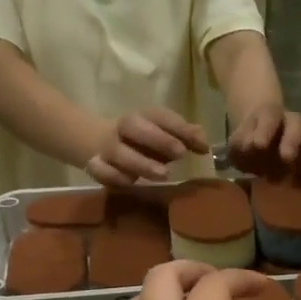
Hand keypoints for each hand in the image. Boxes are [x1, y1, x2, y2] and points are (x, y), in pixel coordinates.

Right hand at [87, 109, 207, 187]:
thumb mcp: (163, 135)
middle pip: (134, 126)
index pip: (160, 116)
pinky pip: (102, 171)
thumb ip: (184, 138)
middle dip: (158, 139)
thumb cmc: (142, 141)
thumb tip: (205, 145)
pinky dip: (116, 177)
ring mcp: (107, 147)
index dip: (180, 128)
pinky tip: (132, 183)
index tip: (200, 145)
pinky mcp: (96, 166)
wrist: (96, 142)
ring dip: (141, 163)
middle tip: (180, 154)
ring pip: (118, 152)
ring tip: (163, 175)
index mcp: (142, 116)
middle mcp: (123, 128)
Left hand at [227, 106, 300, 180]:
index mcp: (270, 116)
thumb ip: (240, 145)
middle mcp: (292, 122)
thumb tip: (250, 148)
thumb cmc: (248, 146)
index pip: (269, 116)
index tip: (258, 146)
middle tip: (286, 157)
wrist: (262, 148)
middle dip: (291, 140)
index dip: (265, 129)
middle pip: (296, 124)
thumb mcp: (237, 145)